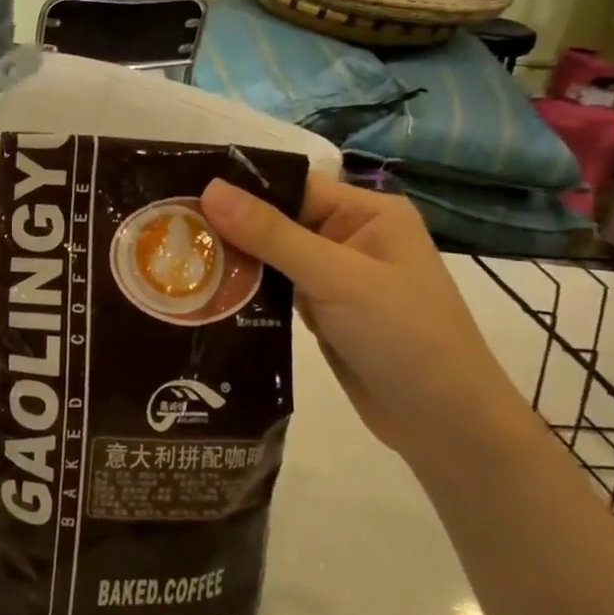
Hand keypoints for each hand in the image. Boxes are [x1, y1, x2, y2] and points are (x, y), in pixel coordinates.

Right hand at [201, 173, 525, 471]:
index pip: (291, 186)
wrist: (447, 428)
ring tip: (173, 260)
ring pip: (270, 255)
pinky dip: (246, 290)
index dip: (240, 189)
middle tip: (166, 231)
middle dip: (228, 228)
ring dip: (233, 261)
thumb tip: (210, 189)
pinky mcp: (321, 310)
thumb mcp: (336, 278)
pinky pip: (274, 288)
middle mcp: (349, 235)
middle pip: (275, 219)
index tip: (180, 194)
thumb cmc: (404, 337)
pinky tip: (205, 292)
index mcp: (366, 212)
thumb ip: (271, 233)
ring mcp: (334, 275)